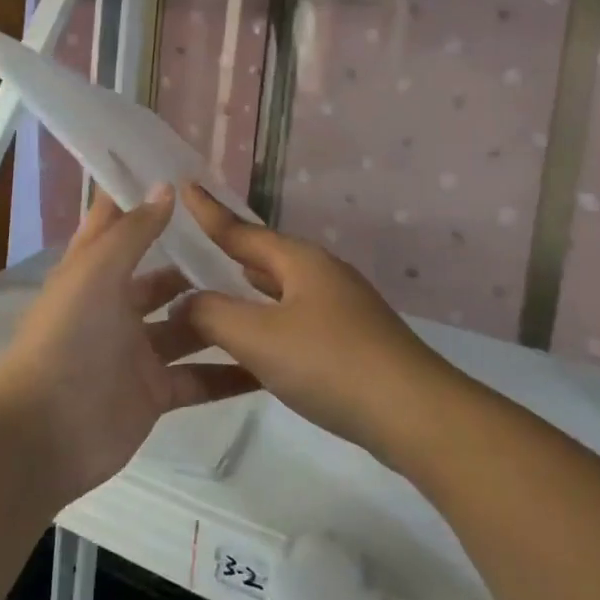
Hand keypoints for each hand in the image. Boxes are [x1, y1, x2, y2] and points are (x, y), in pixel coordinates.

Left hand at [0, 186, 257, 499]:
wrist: (43, 436)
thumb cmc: (66, 340)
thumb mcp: (96, 273)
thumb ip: (134, 231)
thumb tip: (167, 186)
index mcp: (95, 274)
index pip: (120, 225)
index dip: (146, 200)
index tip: (190, 176)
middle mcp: (118, 308)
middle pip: (165, 279)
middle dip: (201, 264)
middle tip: (254, 248)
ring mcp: (139, 352)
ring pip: (190, 327)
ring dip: (223, 315)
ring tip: (275, 299)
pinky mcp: (157, 393)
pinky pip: (201, 378)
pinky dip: (231, 374)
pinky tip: (271, 363)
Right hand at [175, 184, 463, 466]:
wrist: (413, 413)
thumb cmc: (330, 363)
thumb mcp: (259, 337)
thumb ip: (213, 315)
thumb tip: (185, 302)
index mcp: (301, 262)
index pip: (243, 231)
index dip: (211, 213)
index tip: (187, 186)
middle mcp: (322, 276)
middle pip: (266, 258)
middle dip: (231, 251)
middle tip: (195, 245)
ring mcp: (342, 309)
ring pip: (282, 291)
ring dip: (249, 290)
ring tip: (218, 287)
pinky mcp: (351, 342)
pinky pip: (295, 321)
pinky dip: (268, 322)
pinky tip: (259, 342)